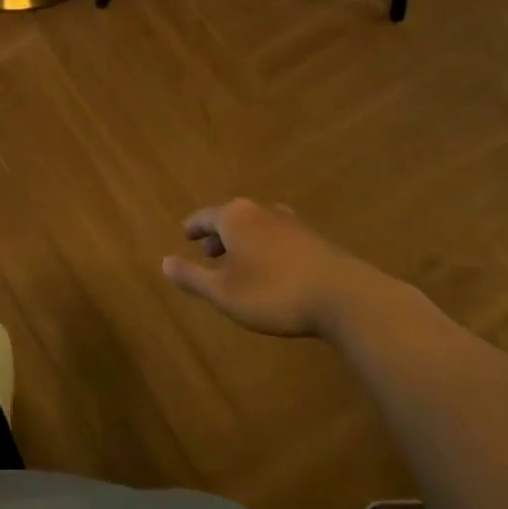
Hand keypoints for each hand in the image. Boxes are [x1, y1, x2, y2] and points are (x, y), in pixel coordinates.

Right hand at [161, 199, 375, 337]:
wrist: (344, 297)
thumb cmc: (274, 293)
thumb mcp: (224, 293)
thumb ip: (192, 277)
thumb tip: (163, 262)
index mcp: (235, 217)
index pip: (205, 216)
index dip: (194, 227)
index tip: (186, 235)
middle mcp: (261, 211)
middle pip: (232, 218)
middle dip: (219, 235)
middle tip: (209, 253)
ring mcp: (292, 222)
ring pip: (258, 226)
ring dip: (245, 242)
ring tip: (240, 263)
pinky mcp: (315, 239)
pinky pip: (279, 237)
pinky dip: (267, 248)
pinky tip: (273, 269)